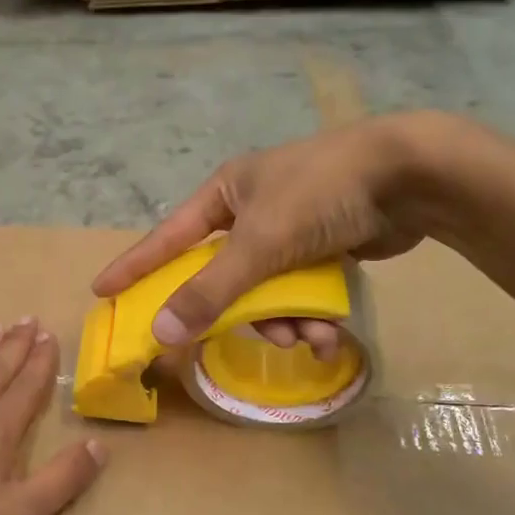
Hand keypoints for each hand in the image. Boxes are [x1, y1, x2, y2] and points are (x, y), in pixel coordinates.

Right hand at [91, 113, 461, 358]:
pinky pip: (300, 292)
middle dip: (239, 313)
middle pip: (222, 275)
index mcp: (225, 193)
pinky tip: (329, 336)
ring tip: (308, 339)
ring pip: (266, 291)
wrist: (411, 175)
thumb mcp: (260, 243)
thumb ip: (210, 291)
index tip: (102, 290)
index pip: (167, 236)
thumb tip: (161, 333)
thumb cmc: (321, 194)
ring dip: (284, 322)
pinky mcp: (324, 248)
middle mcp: (252, 211)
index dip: (135, 265)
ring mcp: (290, 230)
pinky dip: (310, 316)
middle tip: (238, 339)